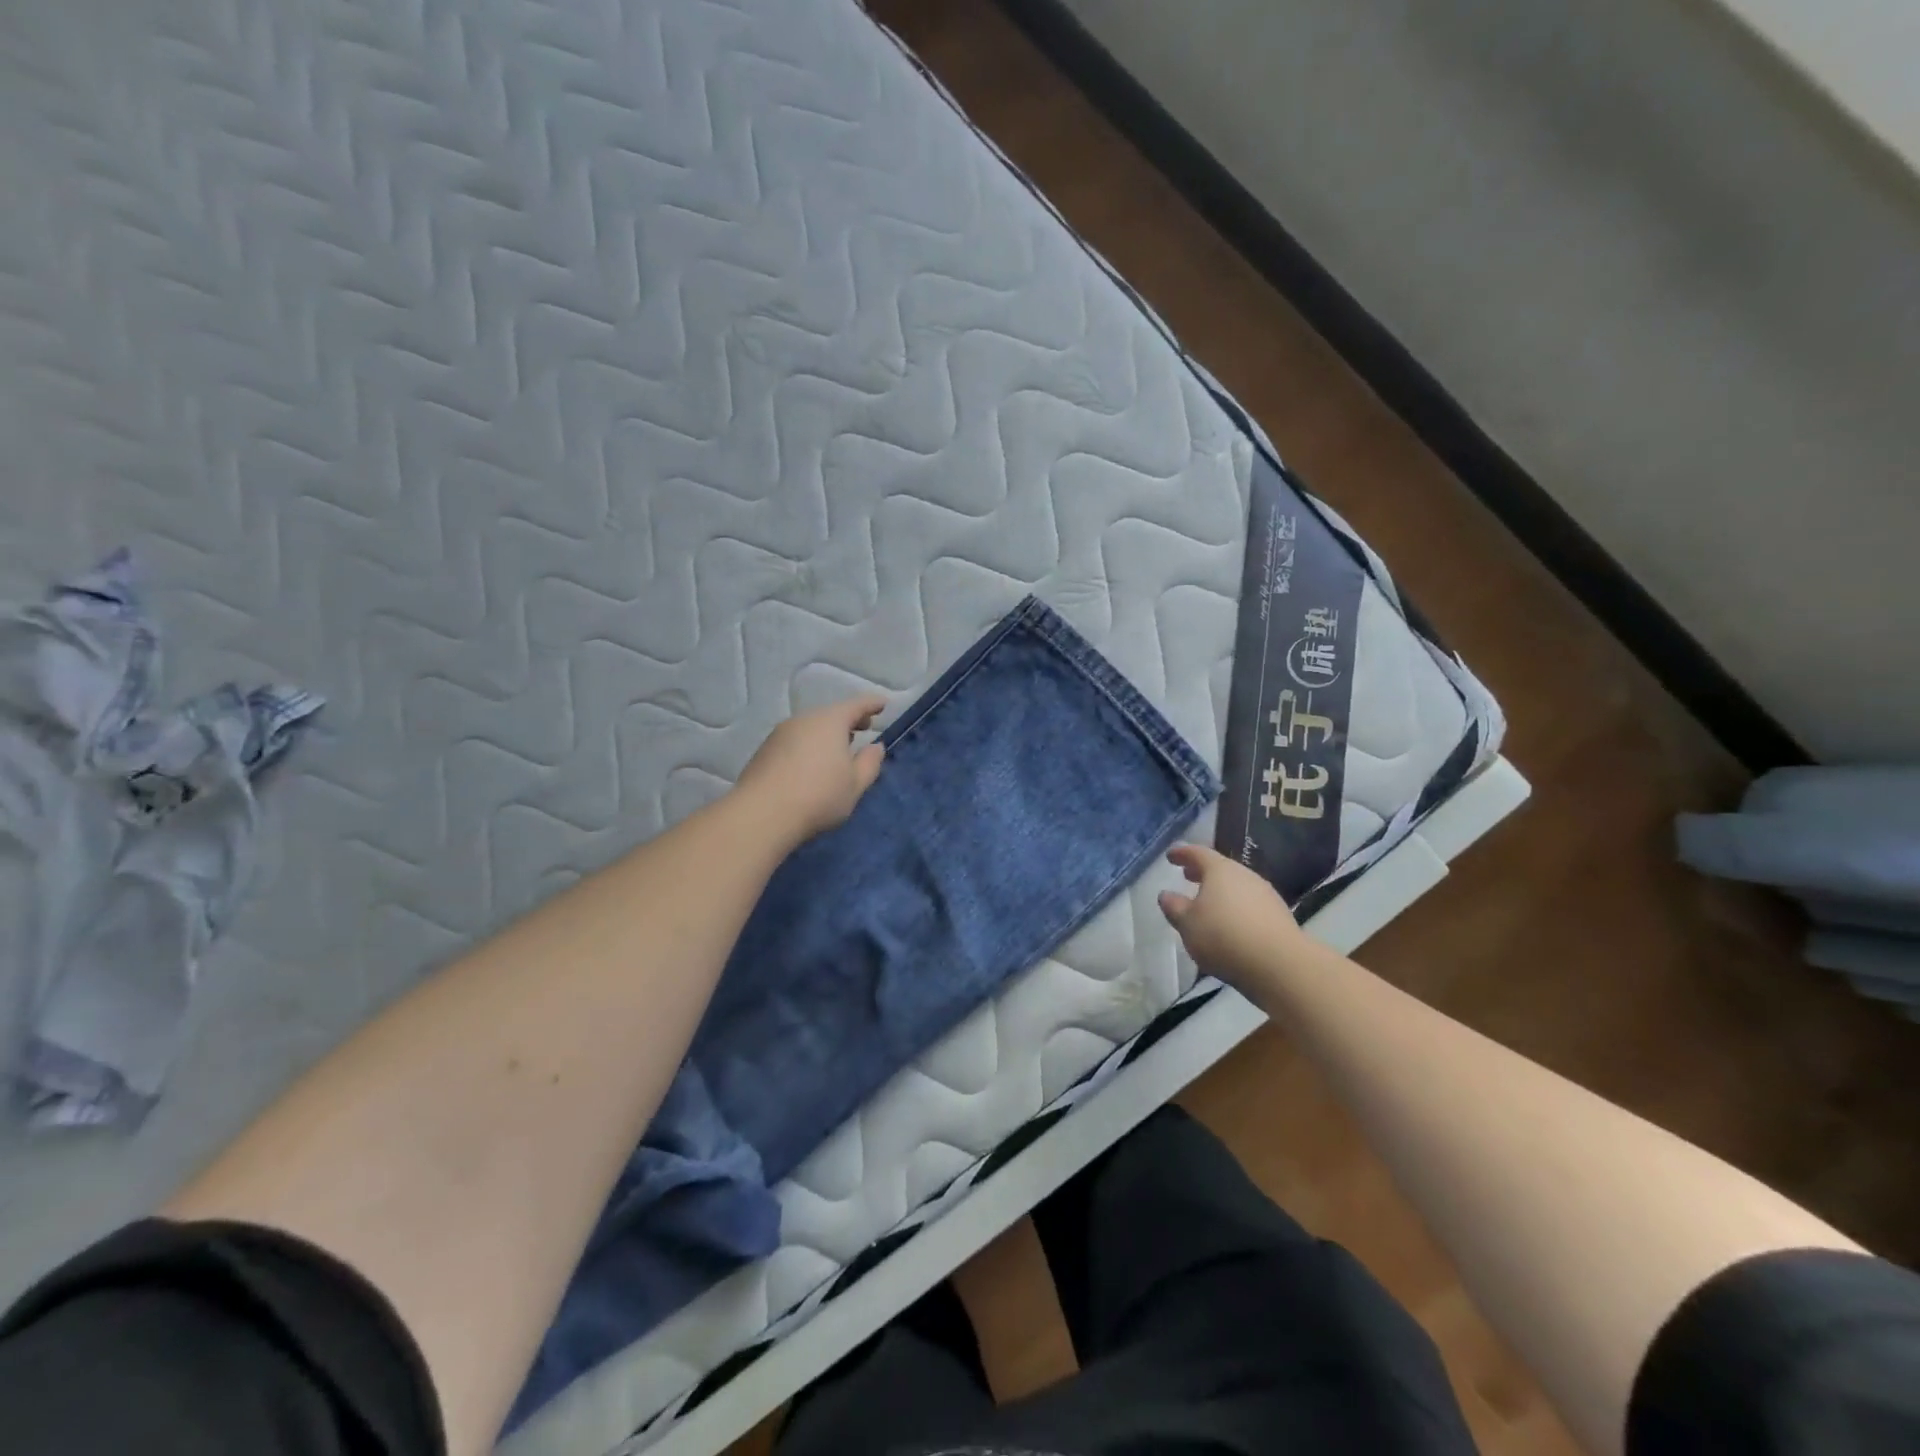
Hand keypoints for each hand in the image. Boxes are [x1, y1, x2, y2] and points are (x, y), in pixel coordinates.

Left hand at [736, 694, 887, 842]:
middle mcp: (804, 720)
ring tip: (839, 749)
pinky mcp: (764, 750)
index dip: (872, 703)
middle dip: (849, 720)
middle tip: (864, 727)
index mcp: (830, 721)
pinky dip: (809, 745)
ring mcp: (780, 733)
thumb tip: (875, 747)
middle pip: (831, 714)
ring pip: (811, 727)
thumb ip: (870, 763)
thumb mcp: (855, 784)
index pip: (857, 705)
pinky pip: (795, 740)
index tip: (883, 703)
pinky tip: (812, 764)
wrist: (762, 814)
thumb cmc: (819, 796)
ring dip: (827, 734)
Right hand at [1158, 844, 1309, 985]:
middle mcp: (1245, 876)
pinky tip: (1230, 924)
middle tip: (1187, 876)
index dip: (1182, 853)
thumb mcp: (1187, 924)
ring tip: (1207, 904)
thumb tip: (1166, 894)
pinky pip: (1250, 904)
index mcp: (1220, 870)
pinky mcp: (1279, 916)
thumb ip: (1174, 907)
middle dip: (1202, 872)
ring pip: (1237, 886)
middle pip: (1220, 868)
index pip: (1197, 853)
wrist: (1280, 965)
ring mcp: (1266, 895)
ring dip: (1221, 891)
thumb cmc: (1224, 937)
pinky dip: (1236, 907)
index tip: (1170, 856)